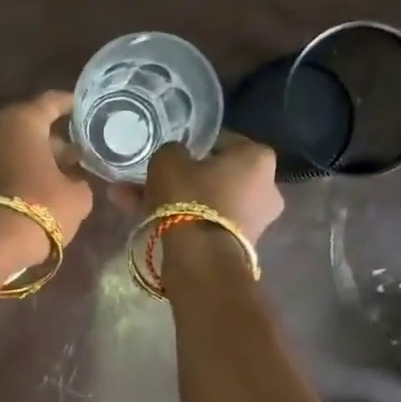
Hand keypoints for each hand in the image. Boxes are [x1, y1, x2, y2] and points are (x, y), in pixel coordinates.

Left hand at [0, 91, 95, 273]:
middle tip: (70, 156)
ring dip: (25, 161)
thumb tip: (73, 179)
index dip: (69, 105)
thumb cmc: (35, 211)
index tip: (80, 108)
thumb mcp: (75, 199)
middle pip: (24, 128)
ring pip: (5, 150)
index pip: (50, 102)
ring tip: (48, 179)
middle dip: (48, 141)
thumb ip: (79, 182)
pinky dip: (6, 177)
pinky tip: (22, 194)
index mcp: (20, 122)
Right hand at [141, 134, 284, 242]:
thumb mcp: (168, 161)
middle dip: (182, 179)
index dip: (191, 146)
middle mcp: (266, 187)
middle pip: (215, 176)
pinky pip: (206, 224)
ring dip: (175, 202)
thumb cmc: (190, 199)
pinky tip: (145, 219)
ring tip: (134, 201)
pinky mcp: (239, 246)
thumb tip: (175, 157)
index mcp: (258, 157)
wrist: (201, 260)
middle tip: (151, 181)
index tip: (170, 156)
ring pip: (206, 202)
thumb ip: (172, 152)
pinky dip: (182, 221)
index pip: (221, 142)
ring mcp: (256, 220)